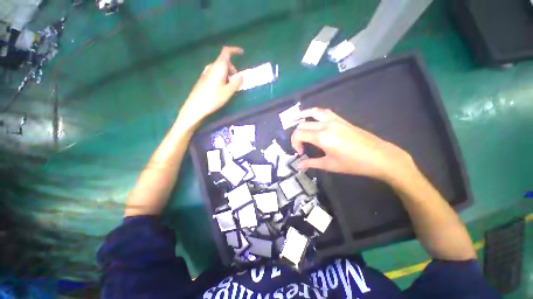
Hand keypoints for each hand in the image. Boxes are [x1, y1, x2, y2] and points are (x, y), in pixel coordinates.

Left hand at [178, 46, 243, 125]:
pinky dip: (222, 77)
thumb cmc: (213, 98)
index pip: (226, 52)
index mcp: (218, 67)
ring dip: (228, 75)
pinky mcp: (204, 78)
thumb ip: (236, 82)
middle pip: (224, 62)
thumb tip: (242, 76)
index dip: (234, 50)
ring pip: (220, 69)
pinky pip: (215, 74)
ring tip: (230, 88)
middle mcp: (211, 67)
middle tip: (237, 81)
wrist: (196, 106)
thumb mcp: (228, 91)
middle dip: (233, 69)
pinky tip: (222, 89)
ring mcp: (206, 72)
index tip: (242, 53)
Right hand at [291, 108, 415, 182]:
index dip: (295, 143)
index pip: (298, 134)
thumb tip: (299, 166)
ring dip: (302, 115)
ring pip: (312, 113)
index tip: (301, 153)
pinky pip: (324, 112)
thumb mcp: (329, 165)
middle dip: (297, 135)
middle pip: (303, 125)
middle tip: (302, 146)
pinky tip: (312, 117)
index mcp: (321, 137)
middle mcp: (325, 125)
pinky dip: (314, 113)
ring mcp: (334, 120)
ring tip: (294, 118)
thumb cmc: (353, 164)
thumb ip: (311, 163)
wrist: (379, 157)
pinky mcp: (341, 119)